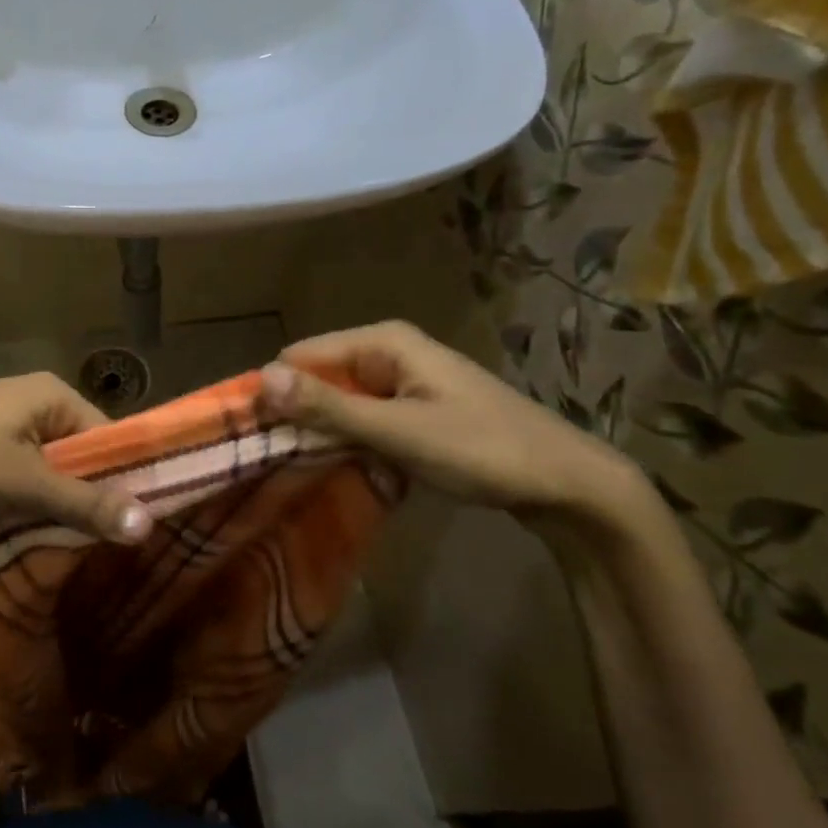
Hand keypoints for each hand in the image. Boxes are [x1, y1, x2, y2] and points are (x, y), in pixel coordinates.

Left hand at [0, 374, 152, 541]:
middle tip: (88, 544)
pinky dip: (20, 497)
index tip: (127, 529)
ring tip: (52, 541)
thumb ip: (86, 504)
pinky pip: (15, 467)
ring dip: (48, 502)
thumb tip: (149, 524)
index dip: (121, 481)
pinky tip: (15, 526)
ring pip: (45, 465)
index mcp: (52, 395)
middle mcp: (31, 397)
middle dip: (81, 497)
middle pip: (77, 453)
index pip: (109, 437)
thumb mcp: (25, 485)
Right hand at [259, 321, 644, 522]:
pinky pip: (365, 418)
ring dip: (325, 433)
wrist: (570, 485)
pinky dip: (352, 441)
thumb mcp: (398, 431)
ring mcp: (404, 381)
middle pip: (319, 378)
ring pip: (340, 402)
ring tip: (309, 470)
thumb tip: (261, 379)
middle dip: (300, 415)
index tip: (257, 438)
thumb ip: (328, 407)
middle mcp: (389, 352)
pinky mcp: (415, 408)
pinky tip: (351, 469)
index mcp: (383, 342)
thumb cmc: (482, 449)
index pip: (299, 356)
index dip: (276, 393)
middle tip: (282, 461)